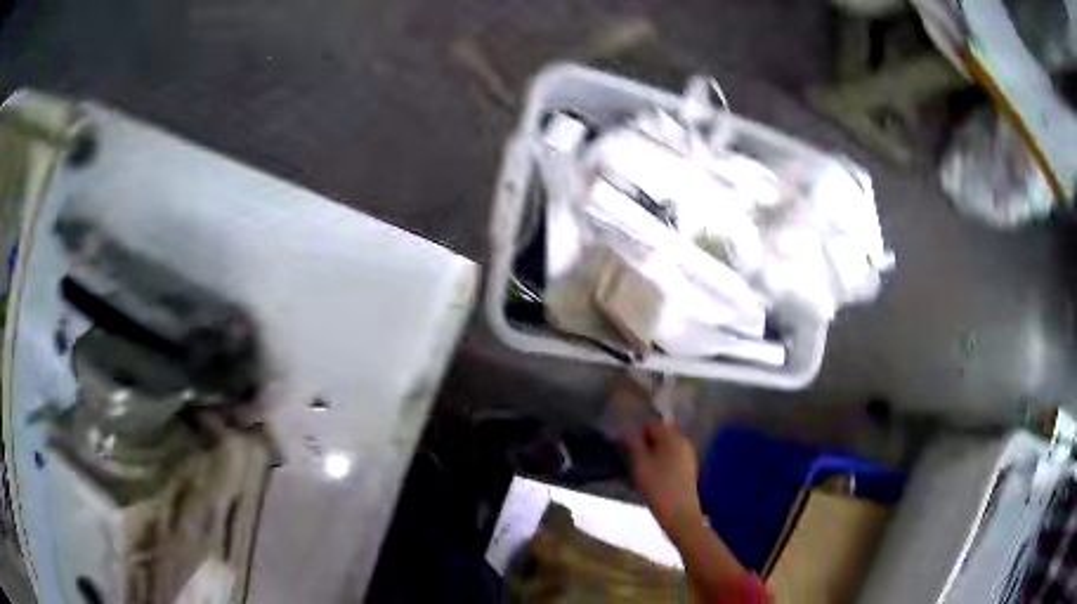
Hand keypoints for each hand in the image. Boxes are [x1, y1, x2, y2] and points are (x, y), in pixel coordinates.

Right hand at [622, 421, 703, 538]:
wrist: (680, 514)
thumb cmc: (658, 487)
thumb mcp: (640, 464)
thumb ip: (631, 444)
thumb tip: (624, 431)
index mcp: (672, 437)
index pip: (651, 423)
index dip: (636, 431)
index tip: (624, 445)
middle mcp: (683, 441)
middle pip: (659, 434)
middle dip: (644, 443)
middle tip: (630, 458)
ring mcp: (688, 455)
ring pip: (664, 447)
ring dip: (651, 454)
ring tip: (639, 470)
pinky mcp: (688, 468)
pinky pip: (671, 457)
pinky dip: (660, 462)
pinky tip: (651, 477)